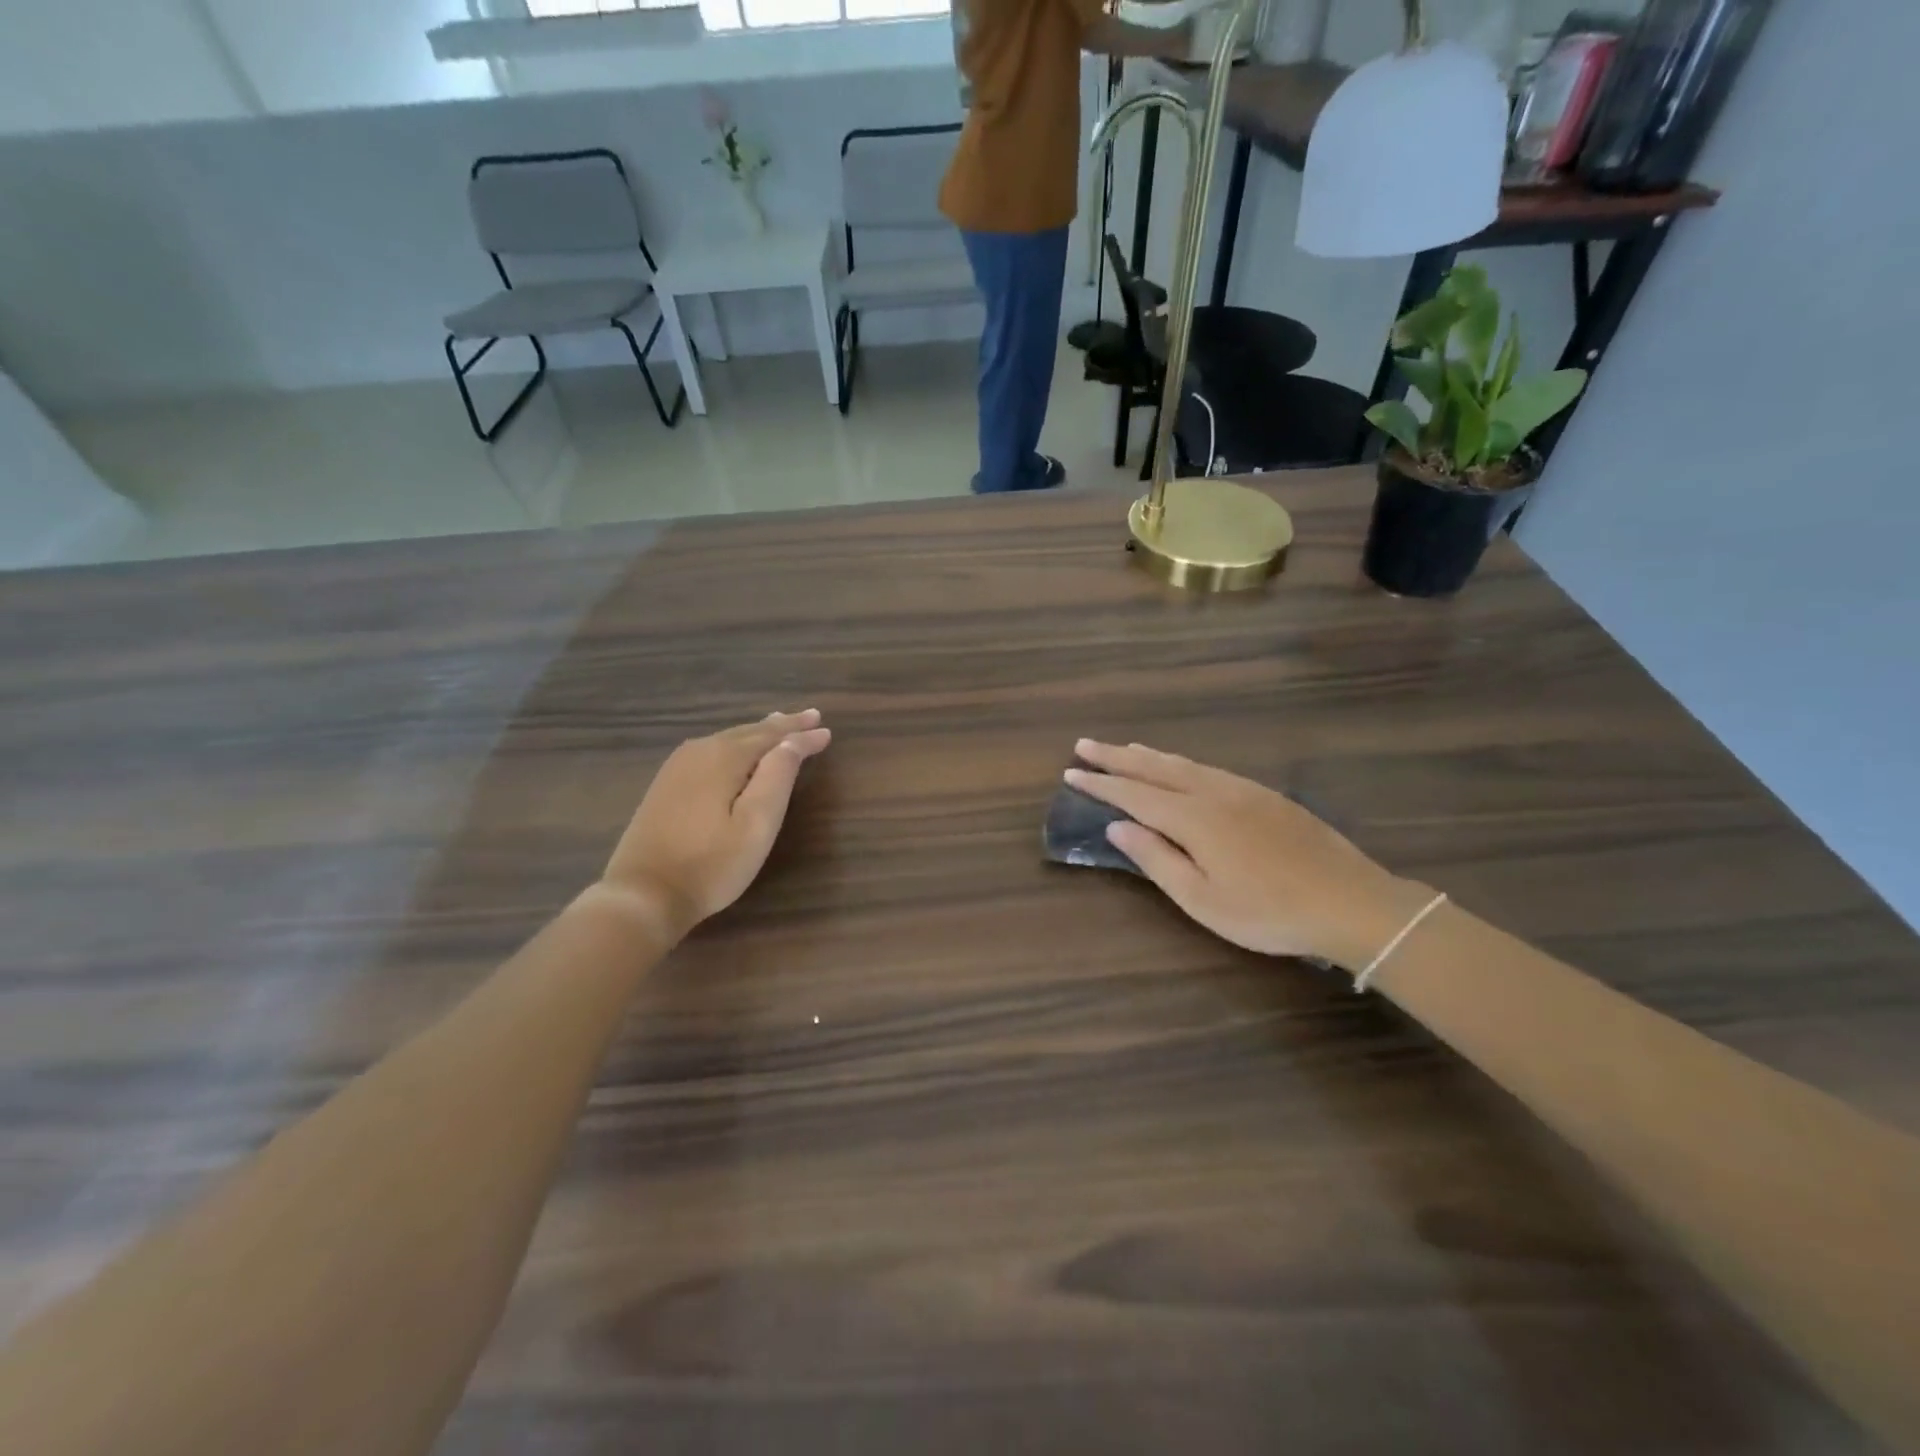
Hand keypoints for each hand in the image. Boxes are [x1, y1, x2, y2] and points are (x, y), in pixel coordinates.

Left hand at [599, 710, 830, 941]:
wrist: (643, 895)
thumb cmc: (711, 864)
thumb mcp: (757, 823)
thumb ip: (778, 776)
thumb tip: (794, 740)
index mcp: (724, 757)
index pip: (773, 737)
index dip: (802, 735)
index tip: (828, 732)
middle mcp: (699, 751)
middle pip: (749, 731)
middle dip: (782, 726)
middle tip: (810, 717)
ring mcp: (677, 767)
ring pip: (727, 739)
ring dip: (757, 733)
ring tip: (779, 724)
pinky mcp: (665, 785)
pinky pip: (710, 751)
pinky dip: (734, 745)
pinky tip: (736, 749)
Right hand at [1066, 739, 1431, 970]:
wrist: (1351, 902)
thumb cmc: (1269, 912)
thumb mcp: (1202, 899)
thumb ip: (1157, 859)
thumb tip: (1118, 827)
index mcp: (1194, 818)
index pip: (1134, 794)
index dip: (1100, 783)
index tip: (1071, 772)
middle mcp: (1213, 792)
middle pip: (1154, 768)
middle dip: (1116, 756)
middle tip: (1084, 744)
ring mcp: (1242, 789)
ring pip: (1183, 763)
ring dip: (1147, 755)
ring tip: (1124, 748)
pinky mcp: (1265, 794)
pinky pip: (1208, 768)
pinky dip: (1180, 762)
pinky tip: (1178, 766)